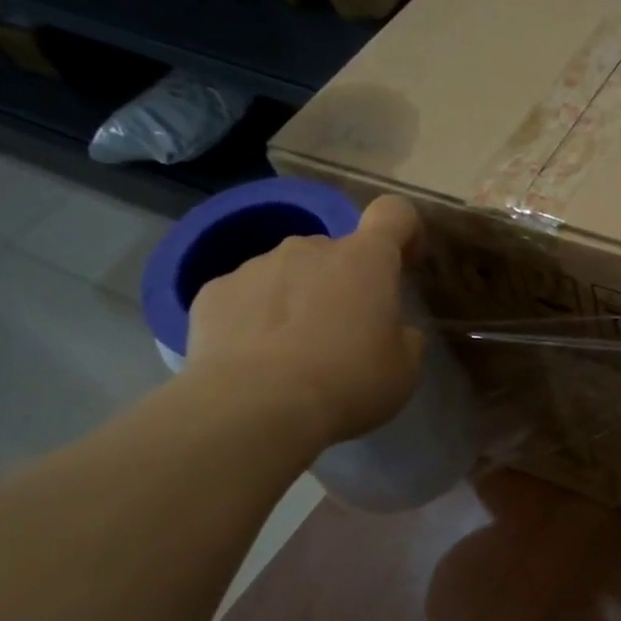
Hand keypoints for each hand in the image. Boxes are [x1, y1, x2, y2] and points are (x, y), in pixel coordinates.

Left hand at [185, 195, 424, 446]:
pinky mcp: (214, 291)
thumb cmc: (348, 382)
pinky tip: (257, 358)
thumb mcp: (404, 369)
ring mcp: (257, 265)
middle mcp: (310, 248)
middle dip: (345, 281)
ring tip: (295, 352)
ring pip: (290, 272)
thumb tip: (391, 328)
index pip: (394, 213)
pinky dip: (257, 317)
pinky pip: (247, 296)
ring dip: (300, 298)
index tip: (406, 263)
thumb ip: (404, 336)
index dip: (405, 231)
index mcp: (366, 260)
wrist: (255, 408)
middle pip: (337, 251)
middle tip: (346, 333)